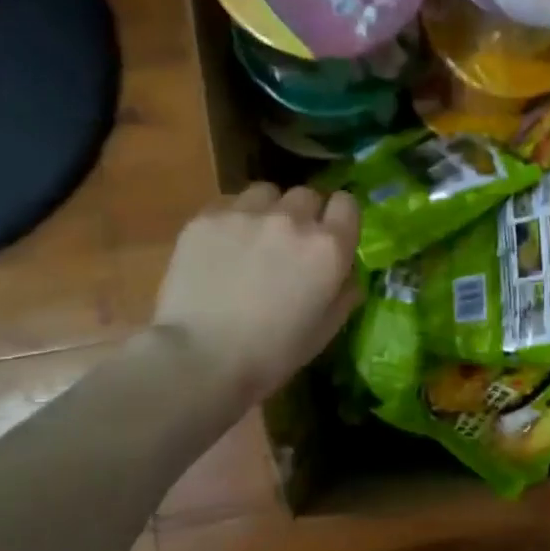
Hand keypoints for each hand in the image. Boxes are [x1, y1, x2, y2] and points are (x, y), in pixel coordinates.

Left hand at [147, 184, 361, 412]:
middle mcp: (292, 219)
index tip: (330, 235)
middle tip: (288, 245)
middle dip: (303, 215)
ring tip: (252, 240)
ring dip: (267, 211)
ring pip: (266, 193)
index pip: (347, 204)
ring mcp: (247, 213)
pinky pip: (229, 204)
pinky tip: (220, 248)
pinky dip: (232, 220)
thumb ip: (345, 294)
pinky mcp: (207, 218)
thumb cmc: (272, 354)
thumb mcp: (325, 331)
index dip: (339, 218)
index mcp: (328, 248)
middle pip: (306, 195)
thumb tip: (348, 275)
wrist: (201, 358)